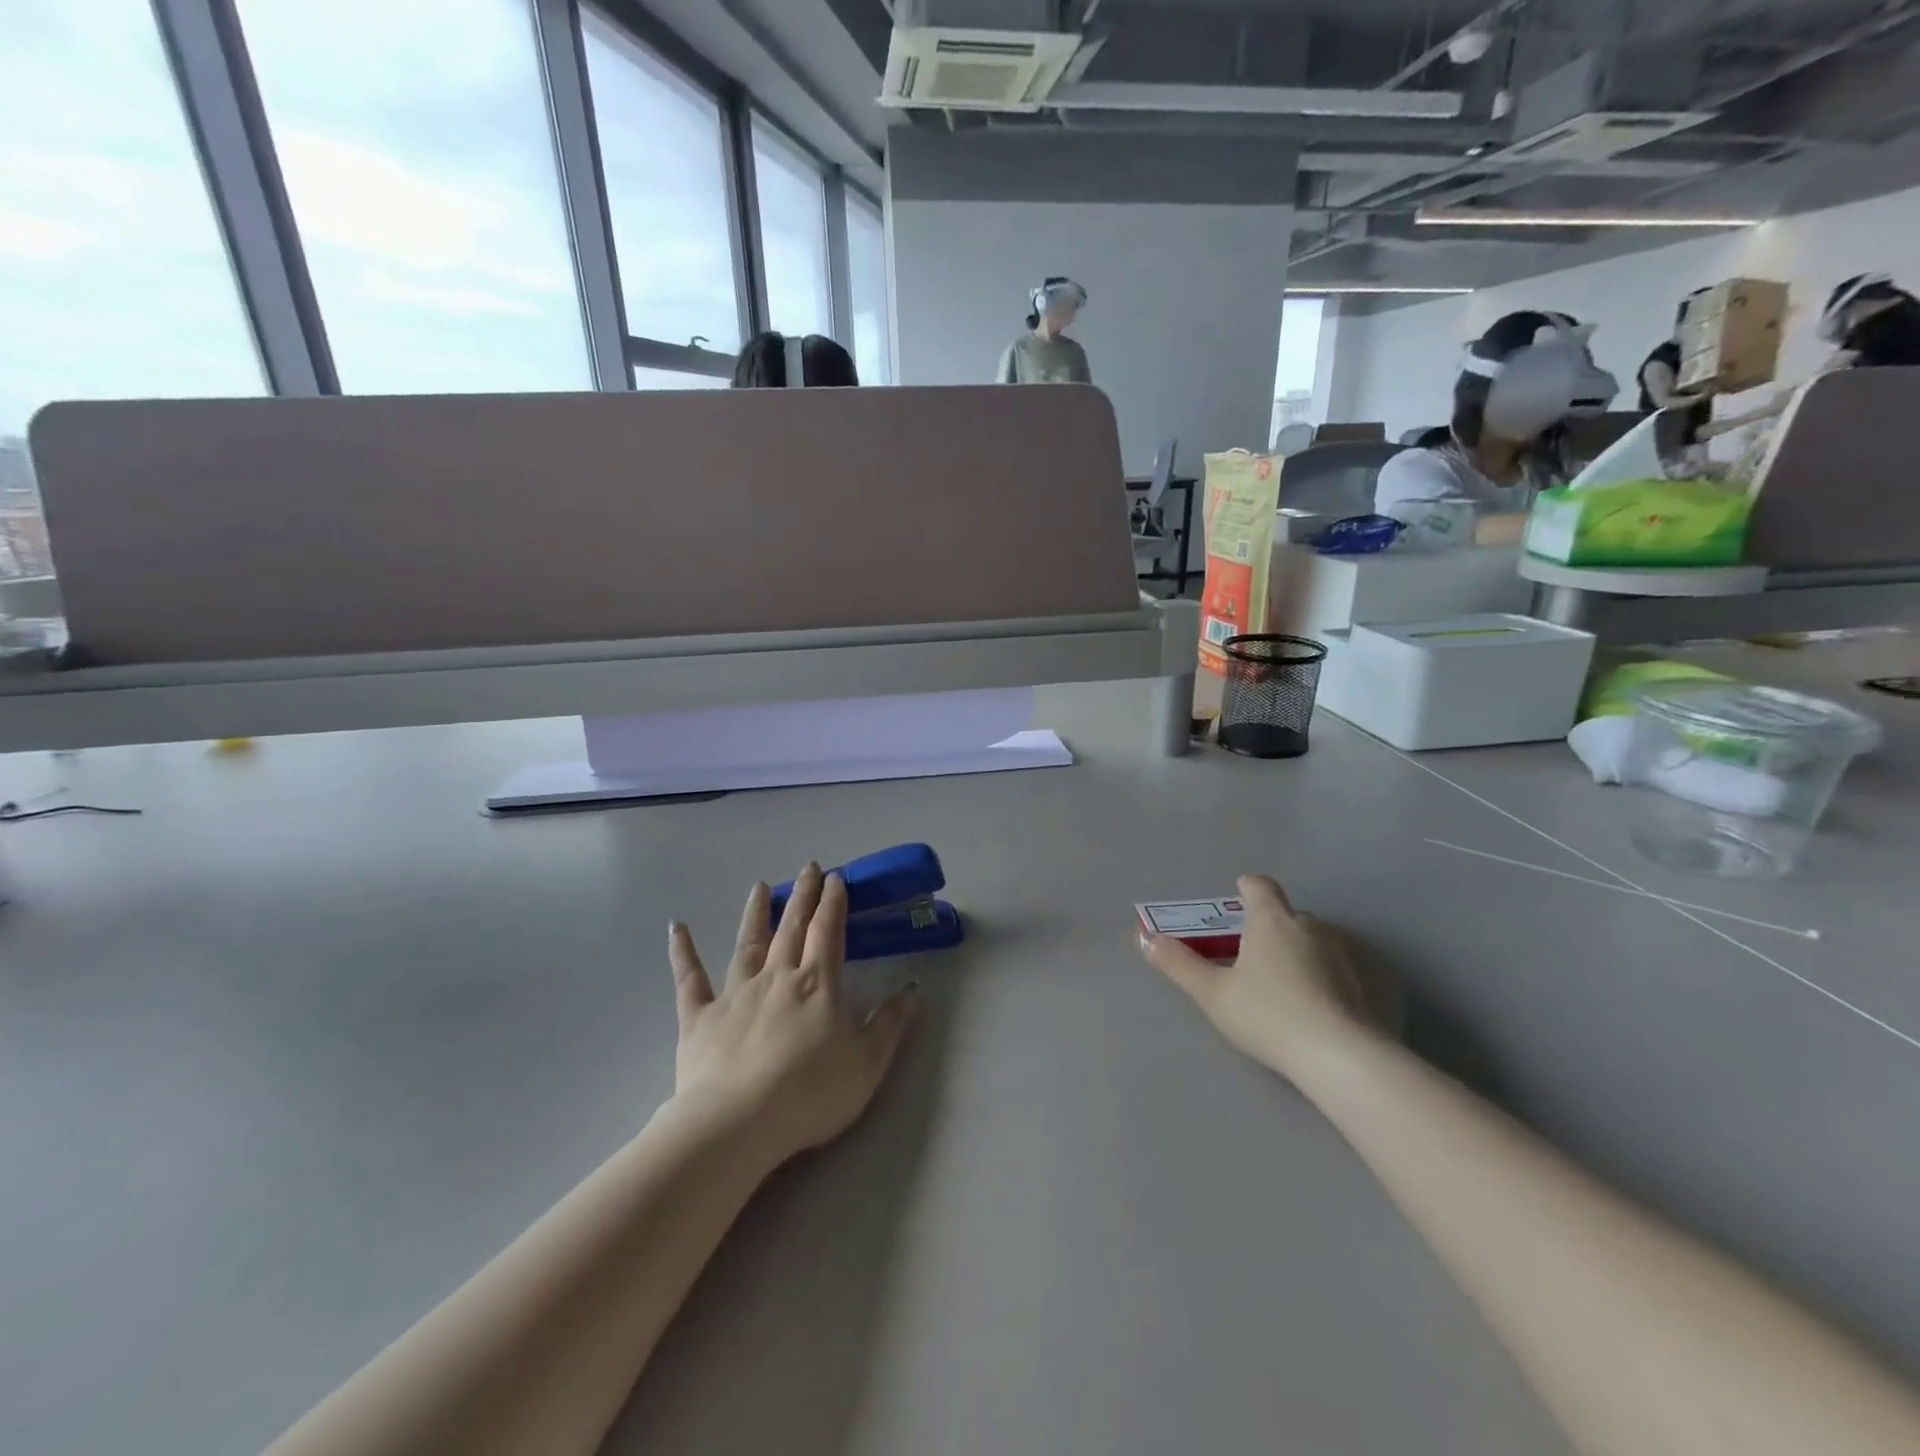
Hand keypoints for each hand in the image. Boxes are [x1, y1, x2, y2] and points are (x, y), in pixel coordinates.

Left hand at [668, 865, 917, 1165]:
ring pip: (747, 944)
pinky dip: (683, 953)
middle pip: (792, 928)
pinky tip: (676, 928)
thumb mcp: (867, 1063)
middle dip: (803, 896)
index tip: (836, 878)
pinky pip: (690, 980)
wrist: (739, 1124)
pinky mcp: (700, 1018)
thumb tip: (913, 990)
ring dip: (755, 913)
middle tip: (808, 867)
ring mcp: (735, 994)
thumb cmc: (811, 1093)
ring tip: (759, 886)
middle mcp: (777, 977)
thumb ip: (890, 1024)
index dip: (833, 903)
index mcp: (817, 984)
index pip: (828, 932)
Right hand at [1141, 874, 1386, 1077]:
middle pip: (1287, 916)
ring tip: (1288, 987)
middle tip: (1253, 960)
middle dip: (1271, 930)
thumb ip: (1178, 963)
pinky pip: (1344, 968)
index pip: (1260, 886)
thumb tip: (1144, 938)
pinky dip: (1332, 977)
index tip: (1238, 898)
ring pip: (1317, 941)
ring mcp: (1347, 953)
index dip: (1248, 889)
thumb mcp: (1212, 992)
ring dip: (1302, 953)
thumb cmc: (1267, 1015)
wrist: (1342, 1057)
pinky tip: (1324, 1006)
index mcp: (1272, 920)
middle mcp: (1312, 926)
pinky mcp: (1373, 982)